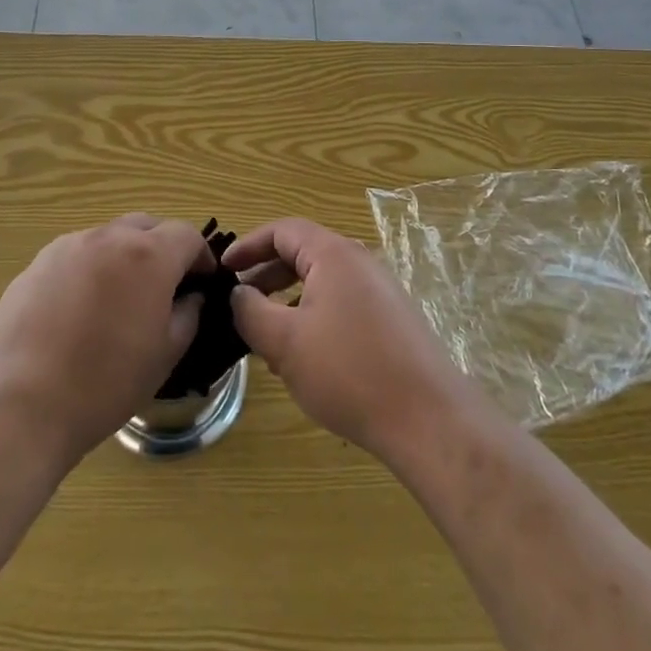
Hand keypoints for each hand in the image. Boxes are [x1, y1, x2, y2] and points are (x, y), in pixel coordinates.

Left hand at [0, 215, 212, 465]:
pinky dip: (90, 270)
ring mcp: (68, 246)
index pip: (187, 233)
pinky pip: (76, 255)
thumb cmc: (104, 384)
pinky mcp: (36, 264)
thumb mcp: (164, 356)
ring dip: (124, 257)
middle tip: (164, 288)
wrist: (18, 406)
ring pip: (109, 238)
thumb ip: (187, 315)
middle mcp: (109, 237)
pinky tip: (79, 312)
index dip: (201, 255)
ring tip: (118, 300)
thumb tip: (190, 297)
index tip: (201, 282)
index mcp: (148, 255)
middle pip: (147, 226)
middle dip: (162, 248)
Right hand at [224, 219, 471, 462]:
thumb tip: (237, 294)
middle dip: (266, 276)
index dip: (248, 246)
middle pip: (302, 253)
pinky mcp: (391, 320)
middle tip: (238, 303)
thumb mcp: (285, 342)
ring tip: (265, 336)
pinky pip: (341, 304)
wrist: (428, 419)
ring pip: (321, 283)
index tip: (223, 270)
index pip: (282, 231)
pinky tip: (303, 357)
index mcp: (333, 254)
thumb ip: (251, 311)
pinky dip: (313, 317)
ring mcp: (379, 290)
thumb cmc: (349, 371)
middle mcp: (359, 261)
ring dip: (288, 301)